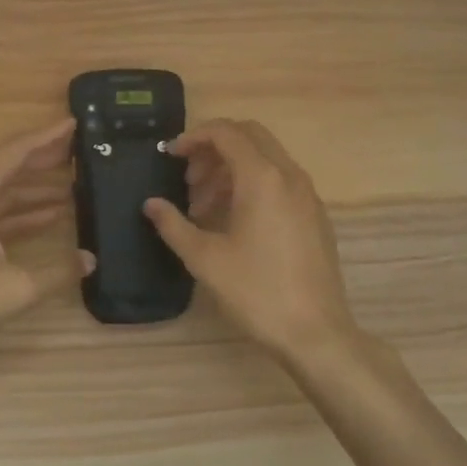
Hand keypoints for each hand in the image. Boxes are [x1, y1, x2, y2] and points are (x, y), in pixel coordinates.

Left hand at [0, 118, 91, 377]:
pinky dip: (16, 214)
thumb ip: (57, 272)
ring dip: (33, 190)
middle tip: (79, 151)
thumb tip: (91, 260)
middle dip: (43, 159)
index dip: (47, 137)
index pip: (15, 151)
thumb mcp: (12, 290)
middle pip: (7, 167)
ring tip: (72, 187)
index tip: (74, 123)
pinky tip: (47, 220)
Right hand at [144, 119, 357, 360]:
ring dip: (232, 168)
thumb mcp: (205, 259)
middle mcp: (289, 175)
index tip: (171, 156)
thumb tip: (151, 204)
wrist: (316, 333)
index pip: (226, 132)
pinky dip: (253, 184)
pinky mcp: (315, 215)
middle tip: (189, 178)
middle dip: (214, 148)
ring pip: (266, 158)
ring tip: (204, 207)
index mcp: (262, 177)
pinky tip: (234, 221)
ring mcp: (307, 194)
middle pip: (249, 136)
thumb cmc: (257, 291)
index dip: (194, 137)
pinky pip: (280, 180)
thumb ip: (173, 225)